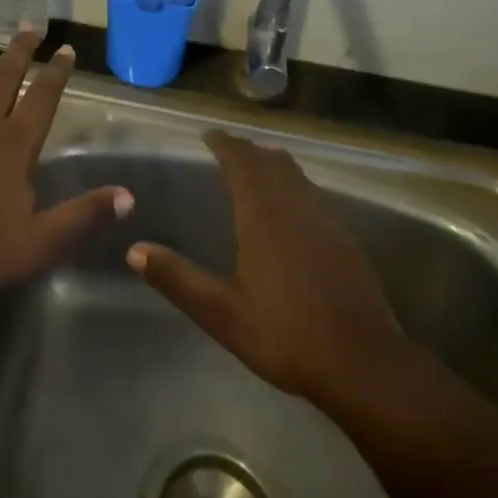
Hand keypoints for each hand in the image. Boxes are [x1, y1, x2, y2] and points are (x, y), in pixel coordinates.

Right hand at [128, 130, 412, 407]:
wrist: (363, 362)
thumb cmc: (286, 334)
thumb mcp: (223, 314)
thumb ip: (178, 279)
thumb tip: (135, 250)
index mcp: (262, 214)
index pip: (240, 160)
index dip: (223, 143)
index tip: (208, 135)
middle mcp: (293, 204)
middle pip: (269, 160)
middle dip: (246, 149)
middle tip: (227, 149)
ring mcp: (324, 218)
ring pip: (295, 173)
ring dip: (272, 163)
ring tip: (256, 168)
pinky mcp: (344, 237)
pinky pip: (312, 193)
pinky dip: (294, 185)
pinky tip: (291, 210)